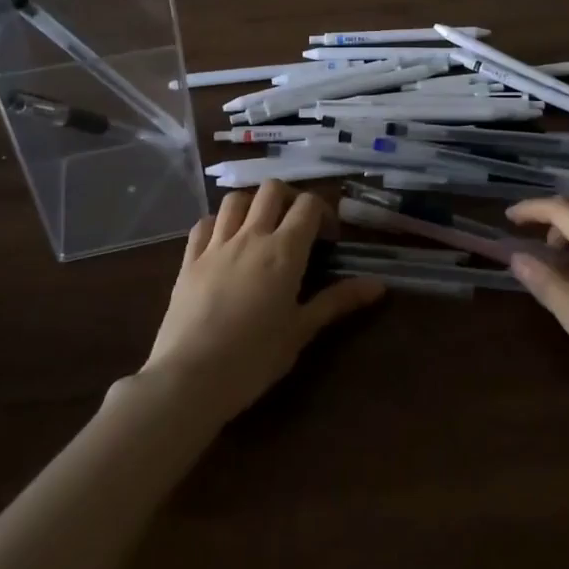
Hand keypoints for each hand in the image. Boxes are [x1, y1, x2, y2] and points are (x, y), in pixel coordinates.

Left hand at [140, 181, 384, 423]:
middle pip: (272, 190)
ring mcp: (216, 245)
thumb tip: (378, 285)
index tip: (328, 238)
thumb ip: (337, 301)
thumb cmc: (253, 358)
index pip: (308, 205)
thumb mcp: (301, 331)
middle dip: (289, 198)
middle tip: (296, 226)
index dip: (323, 212)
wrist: (189, 378)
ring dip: (253, 204)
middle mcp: (251, 237)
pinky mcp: (189, 259)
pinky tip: (224, 241)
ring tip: (260, 227)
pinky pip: (204, 223)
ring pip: (236, 199)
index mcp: (284, 251)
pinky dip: (218, 222)